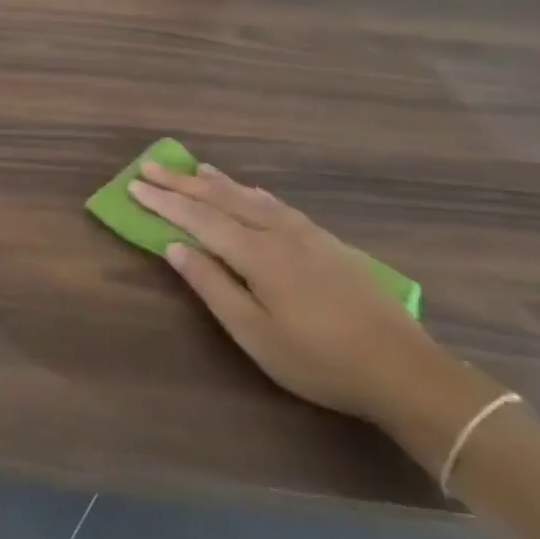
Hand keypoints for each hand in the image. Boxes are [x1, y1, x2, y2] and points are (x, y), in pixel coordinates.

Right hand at [130, 161, 454, 428]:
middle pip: (223, 200)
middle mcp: (280, 234)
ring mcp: (309, 236)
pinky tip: (251, 192)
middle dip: (182, 183)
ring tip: (193, 168)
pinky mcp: (330, 245)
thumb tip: (175, 246)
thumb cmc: (319, 360)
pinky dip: (253, 193)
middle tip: (150, 166)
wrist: (406, 371)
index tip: (133, 186)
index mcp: (258, 254)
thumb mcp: (254, 333)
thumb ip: (212, 285)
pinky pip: (279, 206)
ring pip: (253, 198)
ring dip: (218, 183)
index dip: (164, 202)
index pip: (199, 219)